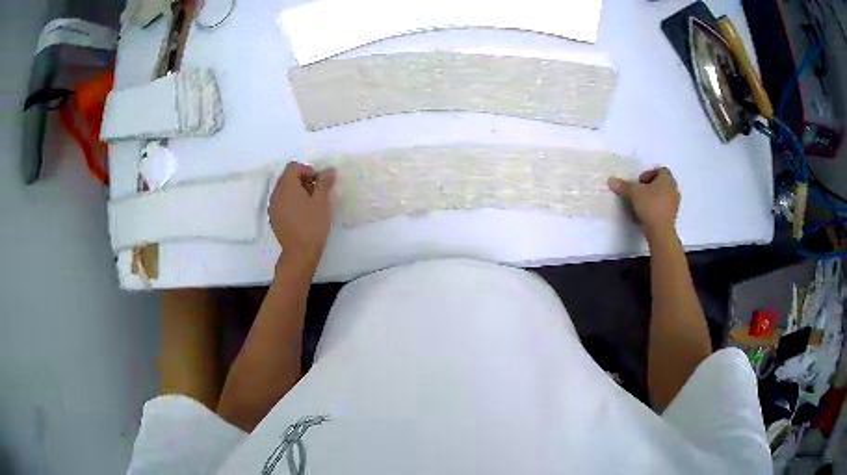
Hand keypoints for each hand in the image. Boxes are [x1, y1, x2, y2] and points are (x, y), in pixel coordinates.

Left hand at [269, 162, 335, 269]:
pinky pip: (282, 201)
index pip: (293, 167)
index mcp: (286, 186)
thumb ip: (324, 182)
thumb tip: (329, 170)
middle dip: (303, 180)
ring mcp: (273, 206)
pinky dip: (291, 202)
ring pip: (284, 190)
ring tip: (311, 205)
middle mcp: (276, 193)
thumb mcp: (322, 202)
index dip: (308, 170)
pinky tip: (302, 214)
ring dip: (297, 191)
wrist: (300, 253)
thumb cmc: (312, 225)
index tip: (319, 184)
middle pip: (287, 177)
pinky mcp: (274, 217)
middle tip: (317, 193)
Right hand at [608, 167, 679, 236]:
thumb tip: (611, 180)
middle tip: (641, 192)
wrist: (660, 231)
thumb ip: (623, 185)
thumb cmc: (650, 205)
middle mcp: (673, 188)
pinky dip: (658, 208)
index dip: (649, 174)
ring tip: (643, 204)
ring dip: (655, 197)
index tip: (639, 182)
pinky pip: (665, 207)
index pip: (660, 170)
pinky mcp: (673, 216)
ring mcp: (675, 203)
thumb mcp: (633, 193)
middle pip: (663, 182)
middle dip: (652, 186)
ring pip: (664, 195)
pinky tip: (648, 214)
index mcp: (667, 178)